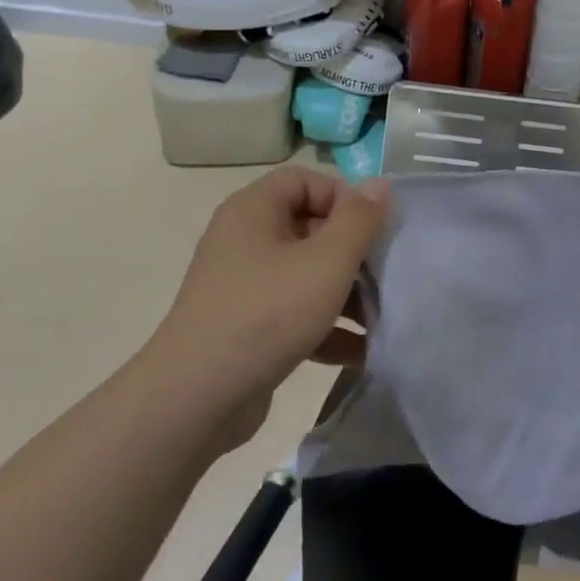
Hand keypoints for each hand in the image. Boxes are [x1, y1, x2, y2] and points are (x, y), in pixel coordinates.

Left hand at [136, 167, 388, 451]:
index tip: (372, 229)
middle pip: (310, 227)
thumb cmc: (267, 313)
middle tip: (385, 272)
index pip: (305, 180)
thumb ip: (359, 220)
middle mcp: (245, 240)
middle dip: (354, 250)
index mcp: (254, 211)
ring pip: (307, 274)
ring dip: (347, 292)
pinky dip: (327, 326)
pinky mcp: (248, 328)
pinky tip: (362, 350)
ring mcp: (244, 286)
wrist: (195, 400)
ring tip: (382, 316)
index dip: (343, 196)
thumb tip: (380, 185)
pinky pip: (295, 313)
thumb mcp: (327, 261)